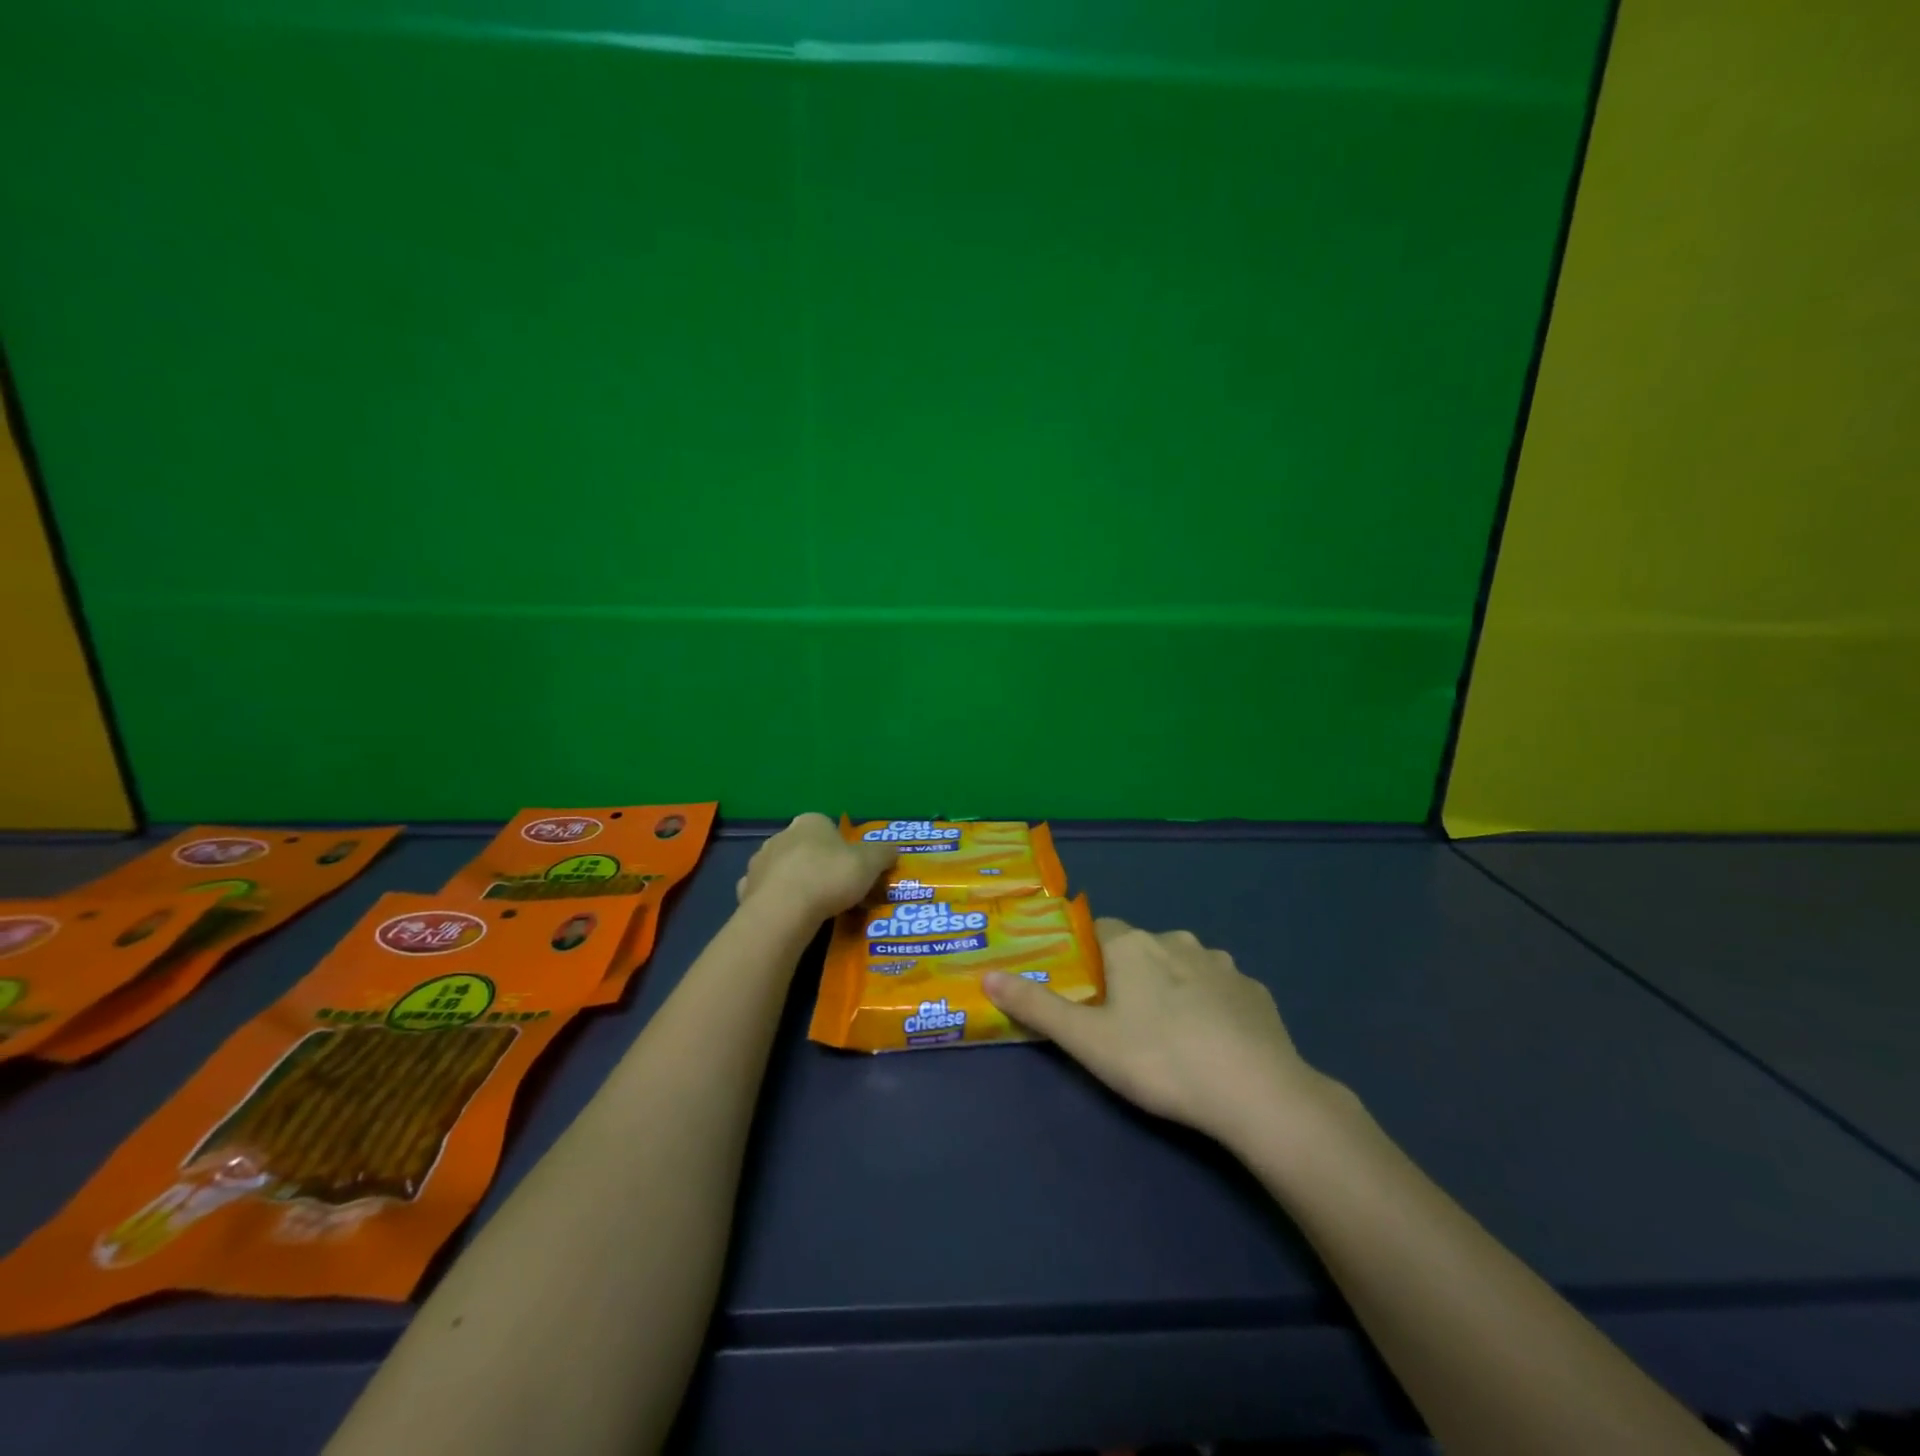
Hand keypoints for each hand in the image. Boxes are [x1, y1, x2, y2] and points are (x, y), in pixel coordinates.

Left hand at [736, 814, 896, 923]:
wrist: (783, 911)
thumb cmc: (829, 877)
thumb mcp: (870, 863)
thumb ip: (884, 854)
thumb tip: (893, 851)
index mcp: (810, 822)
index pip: (828, 827)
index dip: (842, 847)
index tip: (852, 868)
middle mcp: (781, 835)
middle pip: (805, 847)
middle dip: (818, 864)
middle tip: (836, 889)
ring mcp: (759, 862)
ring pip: (783, 869)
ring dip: (796, 882)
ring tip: (814, 907)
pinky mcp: (745, 890)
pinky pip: (767, 893)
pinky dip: (777, 902)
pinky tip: (790, 917)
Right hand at [983, 918, 1333, 1145]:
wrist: (1257, 1093)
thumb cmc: (1160, 1059)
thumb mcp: (1087, 1041)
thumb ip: (1036, 1006)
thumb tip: (987, 975)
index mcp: (1134, 945)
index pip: (1099, 930)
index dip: (1087, 956)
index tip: (1084, 991)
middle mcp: (1177, 941)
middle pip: (1141, 949)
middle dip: (1129, 975)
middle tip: (1122, 1022)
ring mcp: (1222, 964)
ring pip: (1183, 966)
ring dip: (1172, 988)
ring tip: (1169, 1036)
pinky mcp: (1255, 992)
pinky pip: (1221, 990)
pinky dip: (1211, 1006)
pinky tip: (1213, 1044)